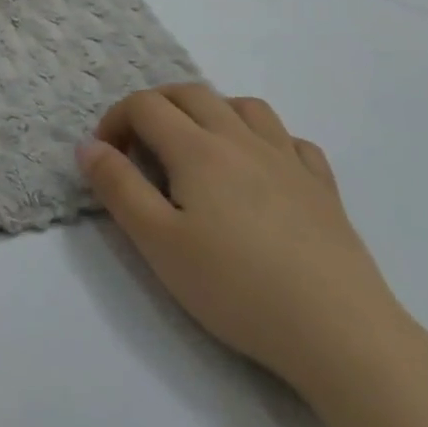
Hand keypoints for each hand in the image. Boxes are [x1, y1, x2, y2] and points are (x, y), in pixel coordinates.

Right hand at [80, 85, 406, 394]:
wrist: (339, 333)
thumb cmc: (236, 288)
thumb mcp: (157, 242)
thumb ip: (117, 187)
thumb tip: (88, 146)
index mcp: (197, 149)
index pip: (145, 105)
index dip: (115, 120)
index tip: (107, 156)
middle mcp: (241, 139)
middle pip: (191, 93)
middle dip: (155, 107)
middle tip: (139, 146)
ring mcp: (288, 160)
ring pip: (244, 106)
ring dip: (209, 112)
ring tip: (196, 148)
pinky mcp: (323, 187)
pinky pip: (291, 139)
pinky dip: (263, 138)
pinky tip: (259, 168)